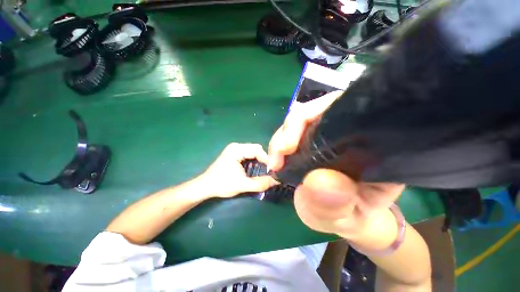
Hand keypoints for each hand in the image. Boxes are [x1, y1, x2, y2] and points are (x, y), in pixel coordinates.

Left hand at [199, 143, 278, 198]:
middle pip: (256, 149)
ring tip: (263, 170)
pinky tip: (254, 168)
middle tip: (268, 171)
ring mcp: (234, 149)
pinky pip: (248, 154)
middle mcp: (236, 146)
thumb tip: (276, 181)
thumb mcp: (242, 185)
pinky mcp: (234, 153)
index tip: (272, 170)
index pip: (257, 149)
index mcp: (237, 150)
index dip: (267, 159)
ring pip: (253, 151)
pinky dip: (254, 160)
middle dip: (263, 160)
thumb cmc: (222, 184)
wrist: (205, 186)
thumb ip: (260, 183)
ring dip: (259, 160)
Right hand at [268, 91, 404, 236]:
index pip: (341, 109)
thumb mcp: (347, 217)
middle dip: (288, 131)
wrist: (345, 219)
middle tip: (276, 158)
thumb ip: (337, 204)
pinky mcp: (309, 144)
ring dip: (280, 139)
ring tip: (274, 162)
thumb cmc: (352, 216)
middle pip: (313, 112)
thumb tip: (318, 180)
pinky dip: (279, 146)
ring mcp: (324, 136)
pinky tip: (276, 159)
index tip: (289, 146)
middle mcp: (346, 131)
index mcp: (368, 142)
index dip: (311, 117)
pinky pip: (290, 135)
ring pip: (297, 122)